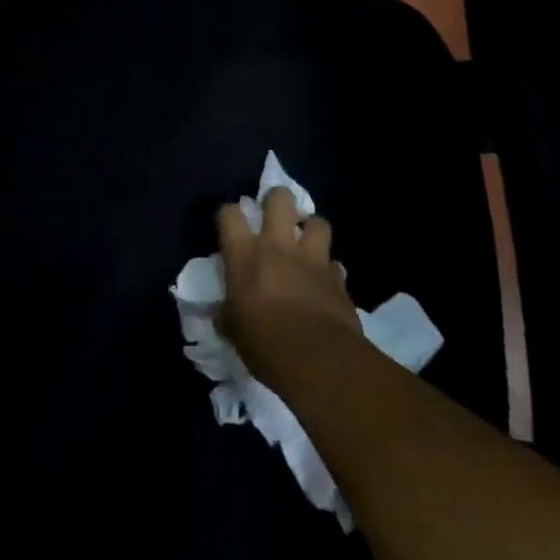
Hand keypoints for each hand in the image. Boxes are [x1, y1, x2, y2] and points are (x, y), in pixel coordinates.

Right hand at [216, 187, 368, 395]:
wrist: (319, 361)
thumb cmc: (264, 342)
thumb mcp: (233, 329)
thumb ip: (226, 312)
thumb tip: (221, 312)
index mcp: (245, 254)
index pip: (229, 213)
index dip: (228, 214)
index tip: (229, 225)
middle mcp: (278, 246)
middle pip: (279, 199)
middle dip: (277, 200)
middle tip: (274, 217)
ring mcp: (312, 259)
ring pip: (318, 222)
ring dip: (311, 229)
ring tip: (305, 243)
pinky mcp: (339, 279)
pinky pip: (334, 263)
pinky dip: (328, 268)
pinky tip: (324, 281)